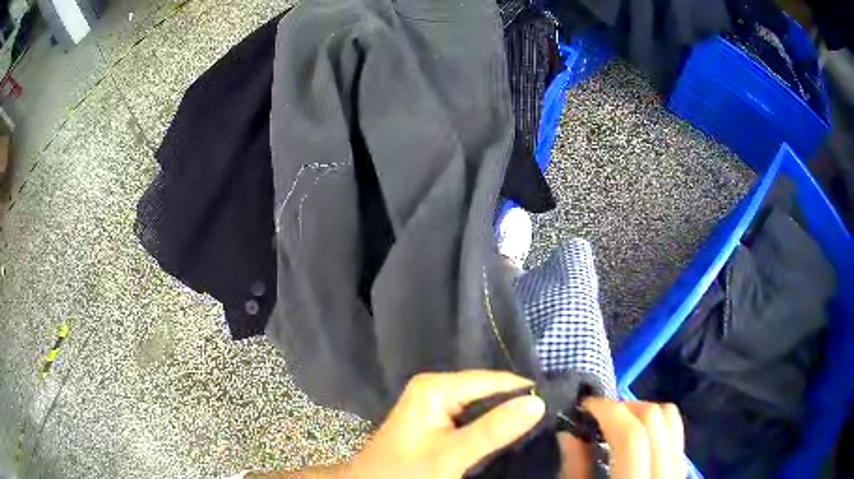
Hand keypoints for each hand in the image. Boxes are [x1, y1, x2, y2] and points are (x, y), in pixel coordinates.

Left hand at [349, 370, 545, 478]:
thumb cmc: (406, 471)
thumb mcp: (451, 454)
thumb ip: (493, 429)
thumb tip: (539, 402)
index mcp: (436, 386)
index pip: (494, 380)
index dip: (525, 392)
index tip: (558, 406)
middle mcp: (437, 387)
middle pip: (488, 390)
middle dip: (516, 405)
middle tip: (549, 422)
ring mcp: (436, 403)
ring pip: (482, 405)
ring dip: (505, 417)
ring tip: (536, 428)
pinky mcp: (437, 420)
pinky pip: (473, 417)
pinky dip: (490, 426)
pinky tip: (508, 435)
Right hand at [558, 399, 685, 478]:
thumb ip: (575, 470)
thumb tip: (569, 433)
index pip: (633, 436)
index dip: (608, 412)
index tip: (584, 407)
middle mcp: (665, 474)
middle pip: (657, 419)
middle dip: (625, 407)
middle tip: (598, 415)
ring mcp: (678, 471)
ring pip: (672, 420)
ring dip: (641, 412)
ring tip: (616, 422)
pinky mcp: (682, 470)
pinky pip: (675, 433)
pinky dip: (655, 425)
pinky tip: (634, 438)